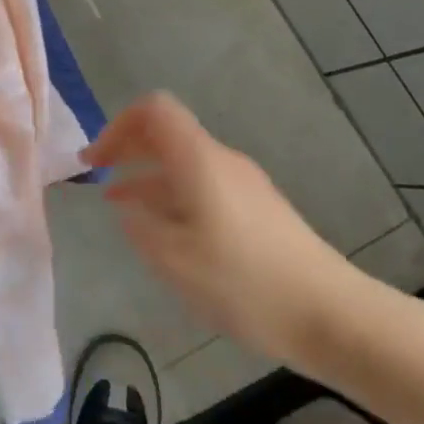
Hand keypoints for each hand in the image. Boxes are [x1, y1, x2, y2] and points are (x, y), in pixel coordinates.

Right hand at [84, 92, 355, 356]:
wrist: (329, 314)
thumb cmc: (243, 282)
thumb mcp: (173, 258)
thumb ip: (139, 225)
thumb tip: (126, 207)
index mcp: (199, 160)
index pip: (154, 110)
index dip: (117, 126)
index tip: (95, 162)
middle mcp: (222, 161)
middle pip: (168, 133)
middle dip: (127, 148)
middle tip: (94, 173)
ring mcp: (243, 185)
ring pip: (183, 164)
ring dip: (146, 176)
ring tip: (117, 204)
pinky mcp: (256, 210)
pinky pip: (202, 187)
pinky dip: (171, 196)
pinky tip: (161, 229)